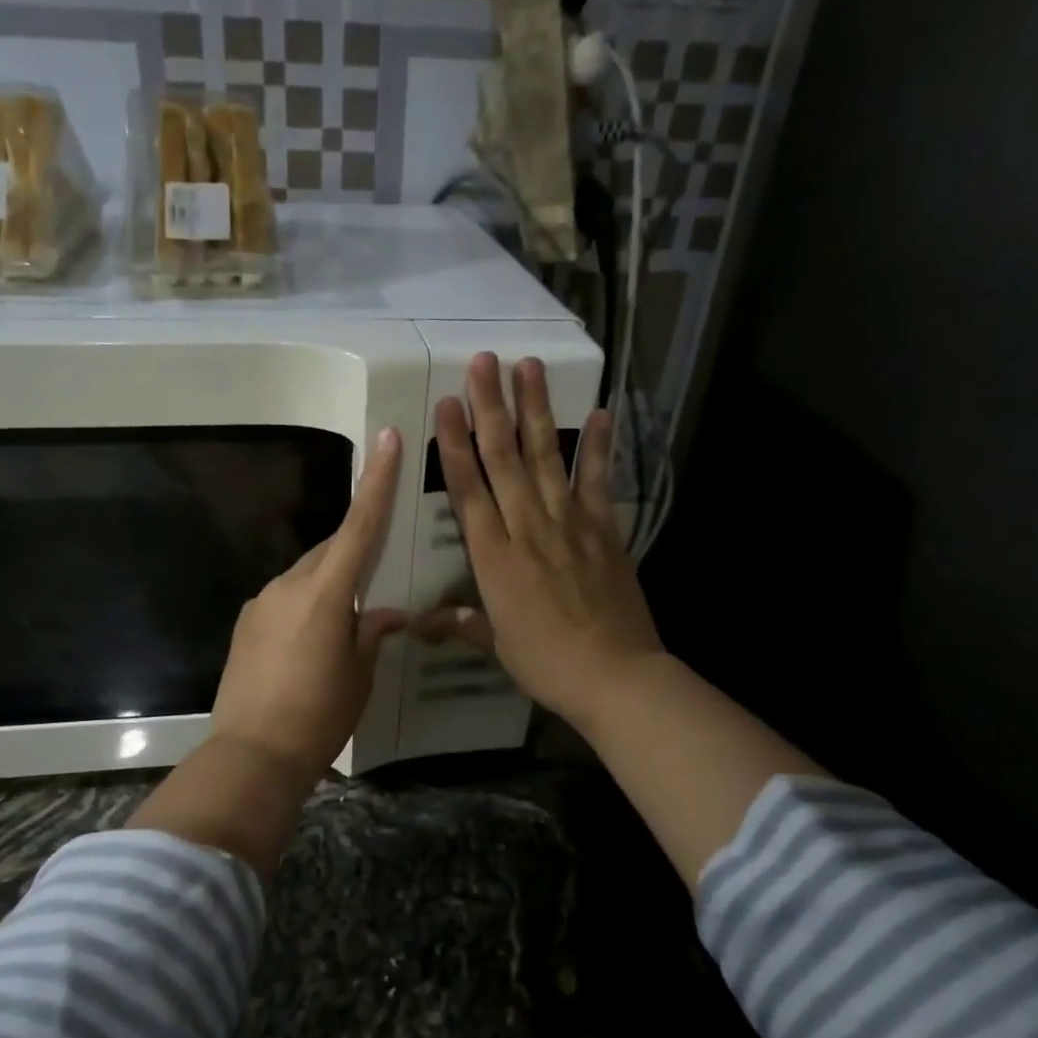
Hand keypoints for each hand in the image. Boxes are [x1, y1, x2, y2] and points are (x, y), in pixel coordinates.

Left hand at [208, 426, 407, 781]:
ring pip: (306, 575)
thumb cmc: (319, 715)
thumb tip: (384, 614)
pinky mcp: (247, 623)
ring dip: (328, 585)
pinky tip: (312, 642)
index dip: (376, 482)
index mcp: (325, 593)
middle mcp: (289, 585)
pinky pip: (285, 599)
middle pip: (330, 550)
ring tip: (345, 623)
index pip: (359, 526)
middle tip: (378, 575)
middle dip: (354, 553)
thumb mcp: (359, 675)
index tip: (385, 439)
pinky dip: (305, 605)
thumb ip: (371, 634)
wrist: (252, 755)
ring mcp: (262, 602)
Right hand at [418, 354, 664, 732]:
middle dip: (491, 407)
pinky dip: (600, 446)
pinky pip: (599, 481)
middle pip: (504, 459)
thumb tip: (421, 624)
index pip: (468, 489)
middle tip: (483, 362)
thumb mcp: (496, 645)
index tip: (446, 403)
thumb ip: (462, 623)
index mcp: (494, 557)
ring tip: (528, 367)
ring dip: (536, 410)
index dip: (455, 444)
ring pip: (547, 457)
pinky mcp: (604, 529)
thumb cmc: (547, 662)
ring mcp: (570, 524)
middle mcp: (528, 528)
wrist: (615, 676)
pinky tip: (600, 412)